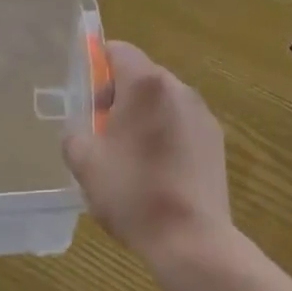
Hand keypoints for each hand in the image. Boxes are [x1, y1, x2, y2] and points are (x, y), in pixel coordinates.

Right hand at [62, 41, 232, 267]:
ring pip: (163, 100)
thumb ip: (75, 133)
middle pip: (142, 75)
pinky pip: (182, 123)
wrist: (192, 240)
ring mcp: (202, 114)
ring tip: (129, 156)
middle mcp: (178, 88)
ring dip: (144, 115)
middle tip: (102, 131)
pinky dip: (166, 134)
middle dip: (119, 95)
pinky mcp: (216, 140)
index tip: (88, 97)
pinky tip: (157, 171)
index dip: (97, 66)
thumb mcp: (85, 163)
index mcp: (146, 84)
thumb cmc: (133, 193)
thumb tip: (82, 128)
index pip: (118, 50)